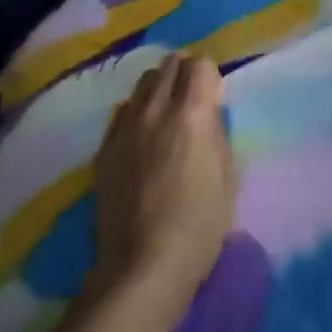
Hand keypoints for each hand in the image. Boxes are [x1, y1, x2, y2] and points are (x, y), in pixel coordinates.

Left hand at [92, 54, 234, 303]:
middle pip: (169, 64)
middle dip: (184, 73)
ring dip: (159, 89)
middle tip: (191, 99)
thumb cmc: (198, 226)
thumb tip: (208, 119)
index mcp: (192, 112)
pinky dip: (136, 113)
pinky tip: (141, 138)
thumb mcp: (227, 176)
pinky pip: (121, 113)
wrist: (142, 268)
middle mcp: (157, 109)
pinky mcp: (104, 150)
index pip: (200, 63)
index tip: (213, 96)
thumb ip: (217, 135)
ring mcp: (126, 128)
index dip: (209, 75)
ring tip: (165, 114)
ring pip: (143, 83)